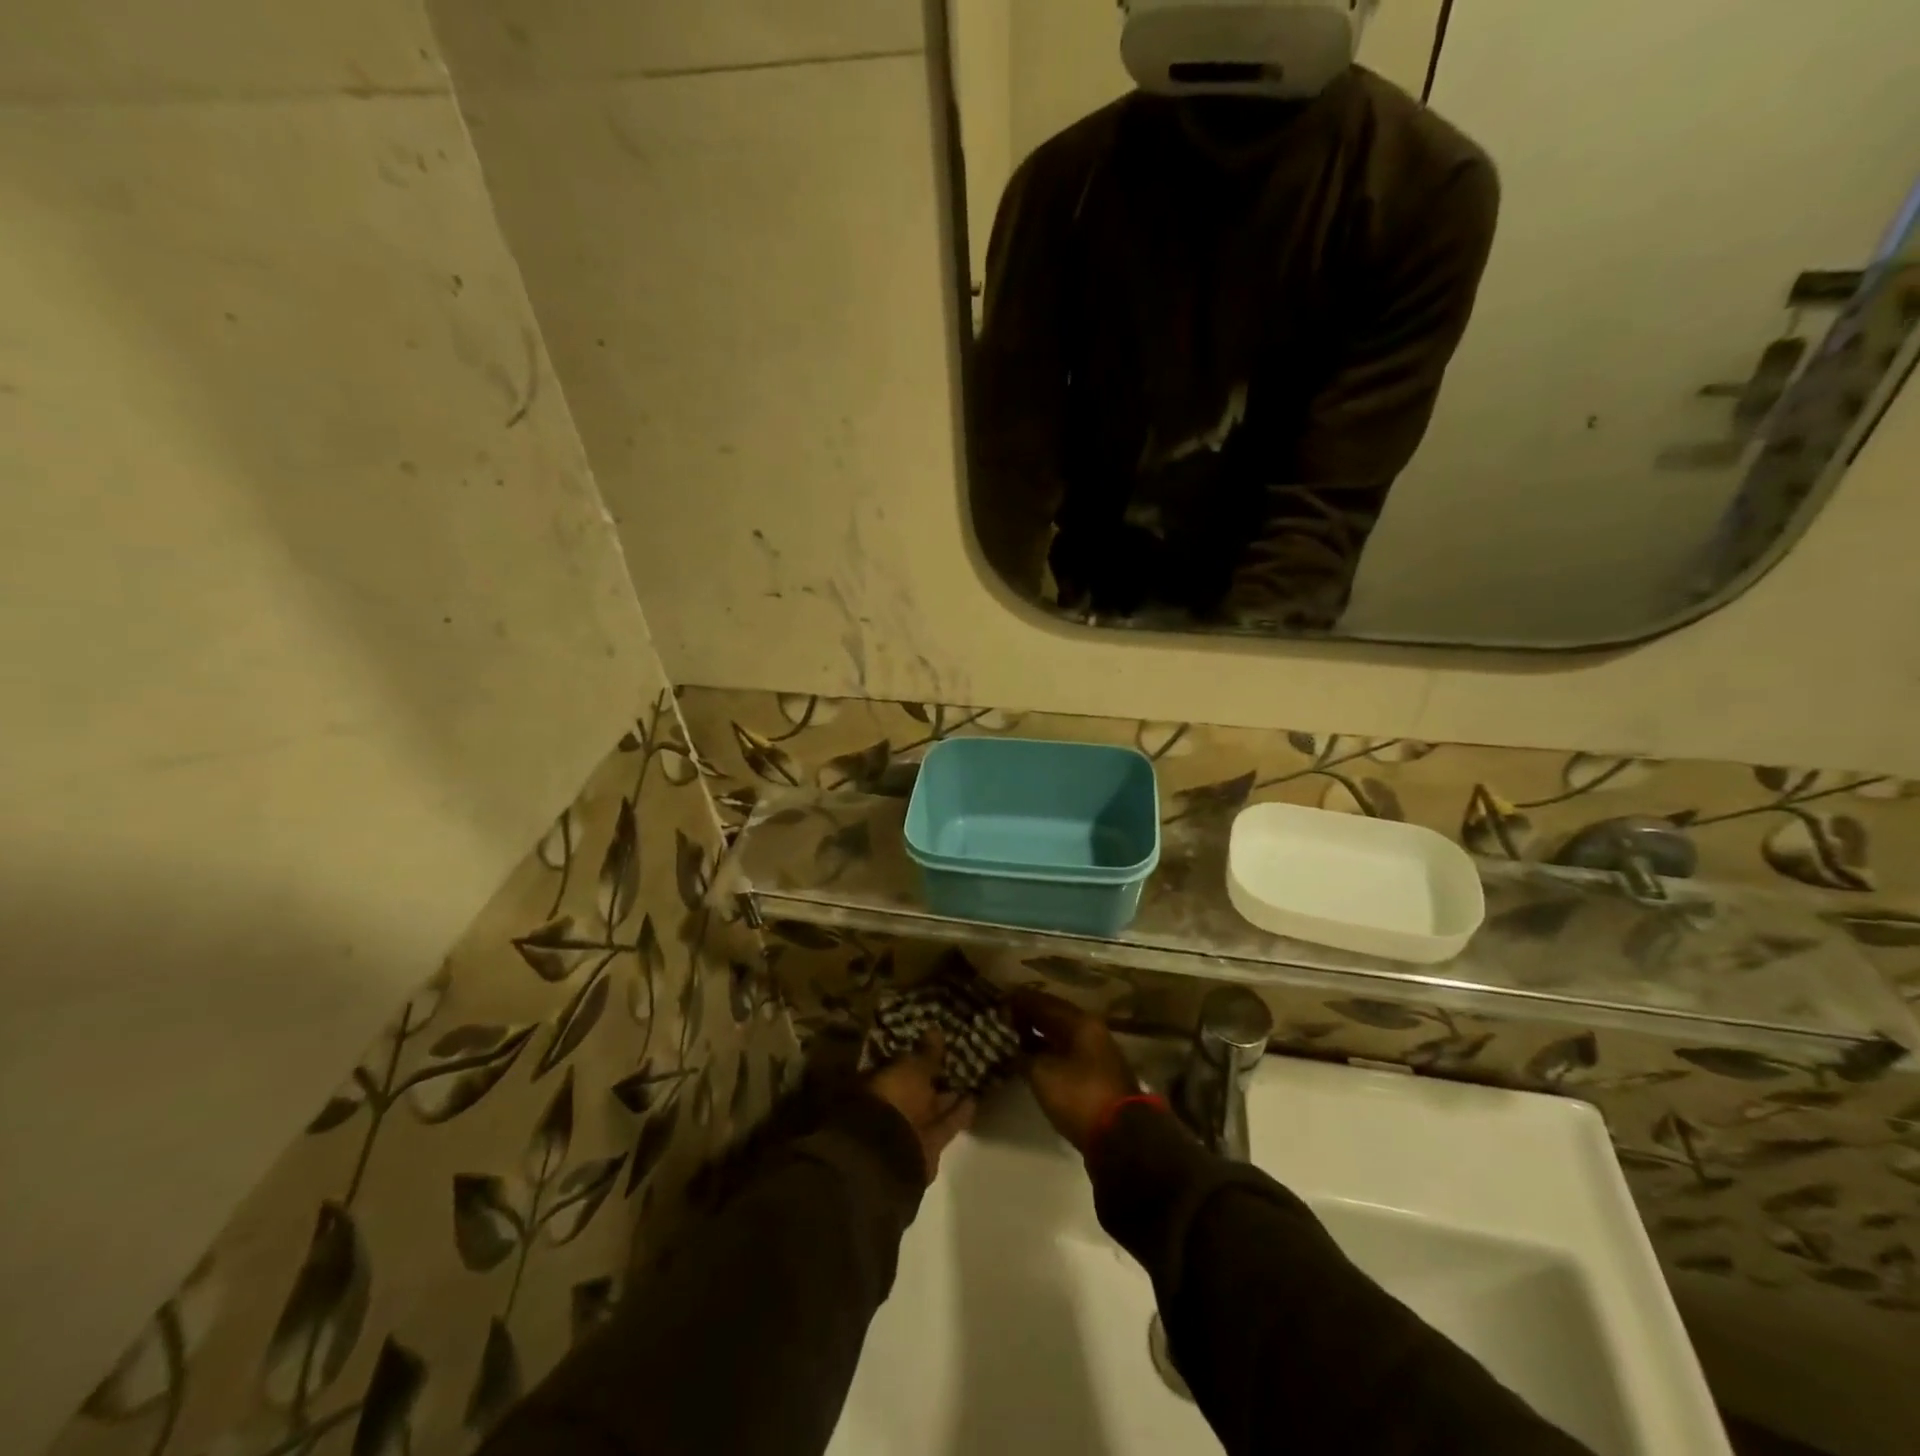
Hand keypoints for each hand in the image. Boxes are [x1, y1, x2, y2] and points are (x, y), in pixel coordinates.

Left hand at [867, 1032, 975, 1181]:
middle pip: (917, 1086)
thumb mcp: (912, 1068)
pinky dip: (960, 1112)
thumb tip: (935, 1029)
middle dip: (933, 1074)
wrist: (892, 1154)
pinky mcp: (930, 1143)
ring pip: (933, 1105)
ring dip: (949, 1093)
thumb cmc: (895, 1099)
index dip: (916, 1053)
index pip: (899, 1063)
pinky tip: (975, 1098)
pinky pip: (947, 1123)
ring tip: (972, 1075)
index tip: (934, 1042)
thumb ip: (926, 1052)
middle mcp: (894, 1103)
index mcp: (881, 1081)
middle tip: (957, 1056)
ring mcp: (911, 1125)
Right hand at [1010, 990, 1139, 1152]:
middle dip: (1026, 1017)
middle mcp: (1090, 1031)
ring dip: (1036, 1036)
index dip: (1017, 1001)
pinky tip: (1029, 1060)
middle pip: (1053, 1016)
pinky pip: (1065, 1054)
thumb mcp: (1042, 1073)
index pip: (1042, 1002)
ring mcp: (1095, 1054)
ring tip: (1009, 1039)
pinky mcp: (1095, 1076)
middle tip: (999, 1020)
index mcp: (1080, 1022)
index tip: (995, 1003)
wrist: (1121, 1140)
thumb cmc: (1080, 1096)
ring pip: (1059, 1036)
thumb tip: (1007, 1044)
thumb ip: (1022, 1054)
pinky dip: (1046, 1053)